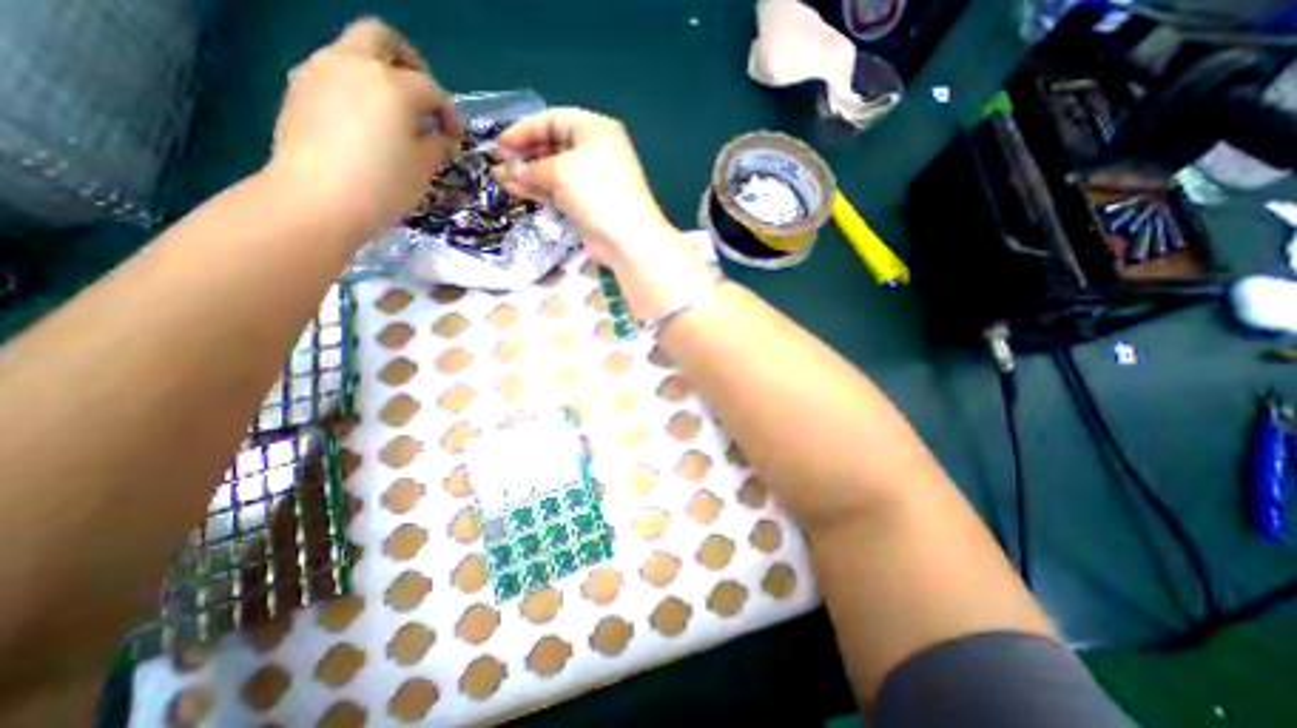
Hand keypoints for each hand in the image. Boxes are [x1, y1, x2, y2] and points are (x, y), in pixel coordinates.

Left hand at [266, 17, 460, 241]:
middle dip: (409, 63)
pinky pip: (333, 75)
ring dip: (378, 76)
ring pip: (353, 53)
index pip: (432, 88)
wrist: (318, 199)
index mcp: (392, 84)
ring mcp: (318, 71)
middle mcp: (353, 64)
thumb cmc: (384, 184)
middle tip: (422, 99)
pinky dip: (355, 90)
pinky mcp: (298, 89)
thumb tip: (441, 137)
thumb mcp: (425, 167)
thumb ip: (437, 144)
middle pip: (383, 38)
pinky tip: (363, 125)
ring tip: (393, 117)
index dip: (449, 114)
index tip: (453, 140)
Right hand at [493, 110, 679, 268]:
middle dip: (525, 153)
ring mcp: (592, 179)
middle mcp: (595, 151)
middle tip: (499, 162)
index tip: (500, 143)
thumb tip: (508, 171)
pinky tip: (516, 190)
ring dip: (528, 173)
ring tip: (500, 178)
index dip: (524, 129)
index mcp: (595, 130)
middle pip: (553, 144)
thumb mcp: (561, 172)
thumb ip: (531, 168)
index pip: (553, 120)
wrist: (627, 239)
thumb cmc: (597, 194)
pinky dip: (539, 189)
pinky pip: (559, 190)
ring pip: (554, 170)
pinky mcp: (588, 203)